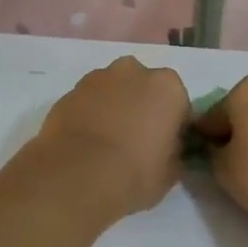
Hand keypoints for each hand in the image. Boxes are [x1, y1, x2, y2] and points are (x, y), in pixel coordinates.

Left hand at [28, 57, 190, 218]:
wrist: (78, 175)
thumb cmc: (136, 172)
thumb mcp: (172, 171)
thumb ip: (174, 150)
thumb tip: (166, 147)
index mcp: (167, 86)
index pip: (178, 104)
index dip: (172, 126)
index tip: (164, 147)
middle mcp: (133, 71)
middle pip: (143, 87)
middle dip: (141, 106)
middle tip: (135, 140)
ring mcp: (97, 78)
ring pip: (113, 90)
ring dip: (113, 107)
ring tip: (106, 141)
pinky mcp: (69, 91)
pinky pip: (87, 101)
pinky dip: (89, 114)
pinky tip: (85, 141)